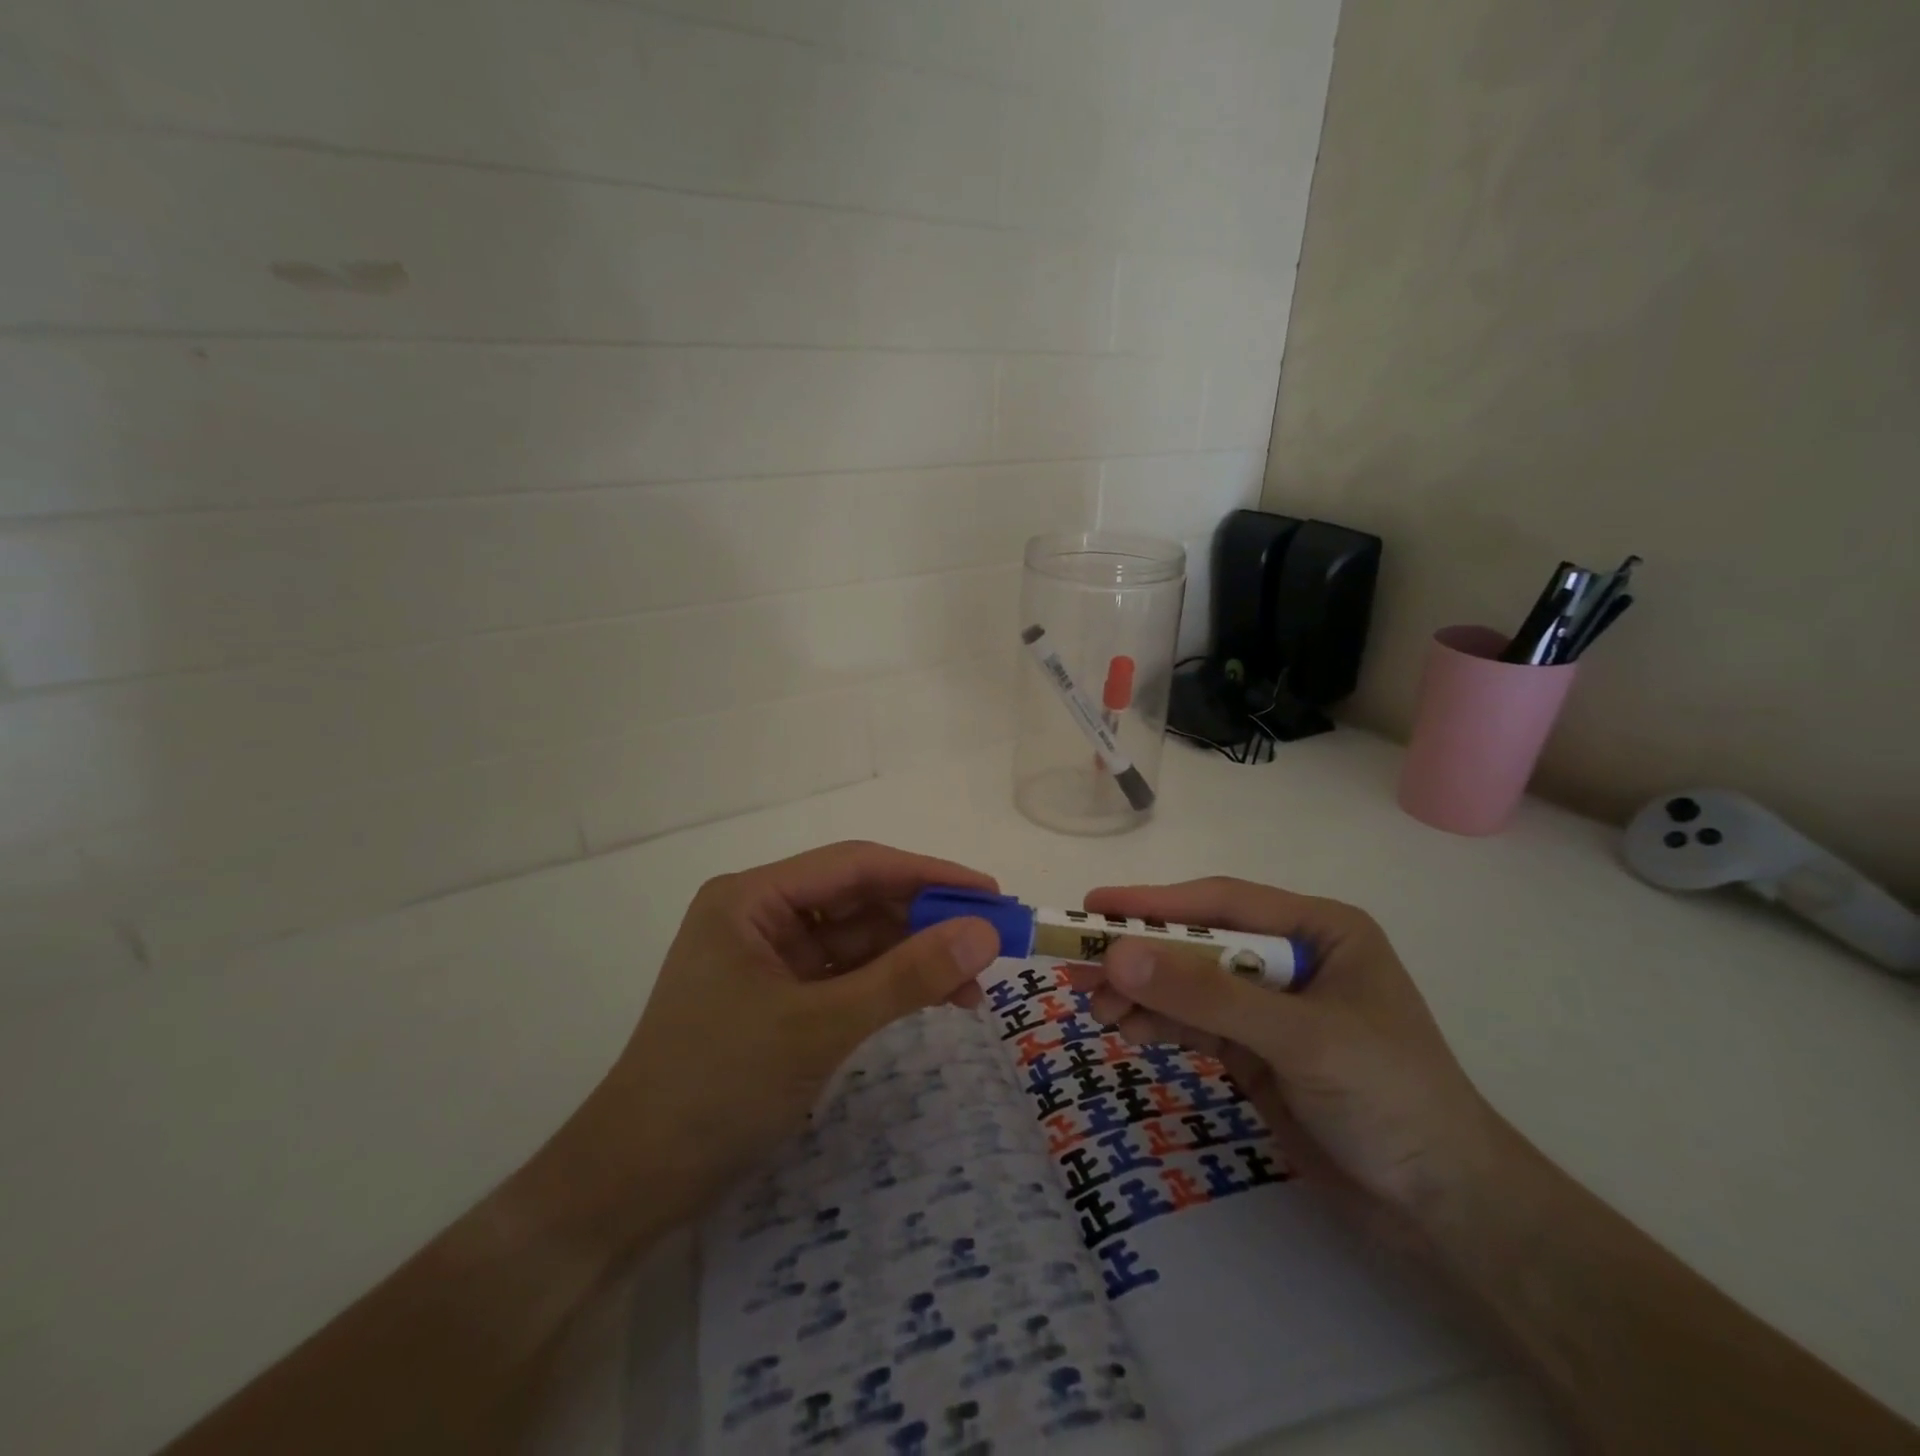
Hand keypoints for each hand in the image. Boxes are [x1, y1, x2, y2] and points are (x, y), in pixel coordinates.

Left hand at [583, 842, 1000, 1229]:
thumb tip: (986, 934)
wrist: (633, 1185)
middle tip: (992, 940)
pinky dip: (891, 987)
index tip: (988, 892)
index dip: (927, 874)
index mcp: (753, 898)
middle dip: (925, 921)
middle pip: (859, 901)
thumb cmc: (717, 1087)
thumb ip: (906, 977)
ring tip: (975, 985)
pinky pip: (847, 978)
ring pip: (858, 941)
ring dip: (914, 958)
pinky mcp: (779, 1000)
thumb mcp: (820, 1027)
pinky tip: (937, 1001)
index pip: (855, 866)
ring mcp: (770, 960)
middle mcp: (761, 916)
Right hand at [1074, 879, 1501, 1222]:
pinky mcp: (1255, 1050)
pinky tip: (1124, 1027)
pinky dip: (1157, 1023)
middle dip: (1140, 955)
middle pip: (1197, 943)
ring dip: (1141, 993)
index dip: (1154, 903)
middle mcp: (1291, 957)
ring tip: (1093, 1004)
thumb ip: (1207, 996)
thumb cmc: (1390, 1098)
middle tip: (1079, 963)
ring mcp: (1270, 1006)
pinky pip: (1194, 1023)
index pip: (1221, 903)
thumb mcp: (1299, 1038)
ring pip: (1188, 985)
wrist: (1443, 1210)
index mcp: (1318, 929)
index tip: (1093, 907)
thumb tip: (1117, 956)